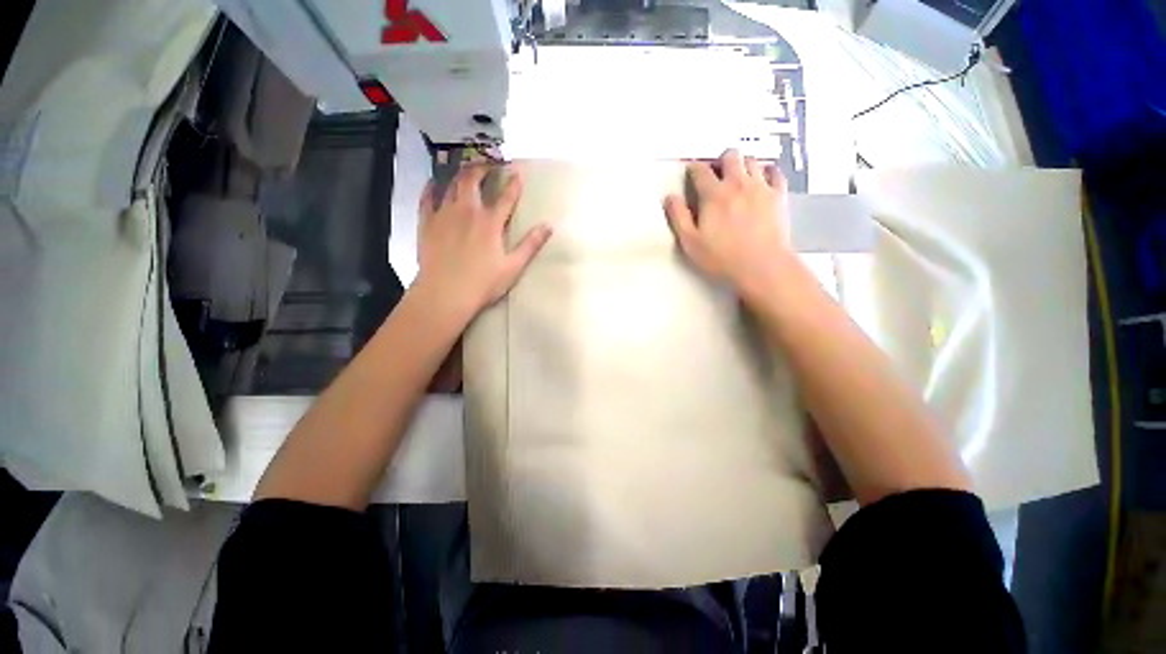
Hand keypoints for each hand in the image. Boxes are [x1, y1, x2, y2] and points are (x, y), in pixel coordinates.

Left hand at [415, 163, 552, 320]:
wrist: (444, 294)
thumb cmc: (483, 283)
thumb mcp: (513, 267)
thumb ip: (531, 245)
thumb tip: (549, 226)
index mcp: (490, 223)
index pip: (506, 197)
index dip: (514, 183)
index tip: (518, 170)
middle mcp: (467, 211)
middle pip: (473, 180)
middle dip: (482, 167)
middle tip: (488, 162)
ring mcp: (444, 214)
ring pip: (451, 184)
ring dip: (460, 173)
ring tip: (465, 168)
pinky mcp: (427, 223)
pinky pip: (427, 198)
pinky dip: (431, 188)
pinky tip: (434, 183)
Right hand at [664, 149, 794, 300]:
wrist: (762, 266)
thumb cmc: (722, 258)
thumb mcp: (690, 242)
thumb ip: (678, 217)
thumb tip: (670, 198)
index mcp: (713, 195)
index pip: (700, 170)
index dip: (693, 168)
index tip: (690, 173)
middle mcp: (738, 184)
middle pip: (730, 156)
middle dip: (720, 161)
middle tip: (716, 175)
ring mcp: (761, 187)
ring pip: (751, 160)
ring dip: (742, 165)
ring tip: (737, 178)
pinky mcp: (778, 196)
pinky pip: (775, 172)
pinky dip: (766, 171)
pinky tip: (762, 179)